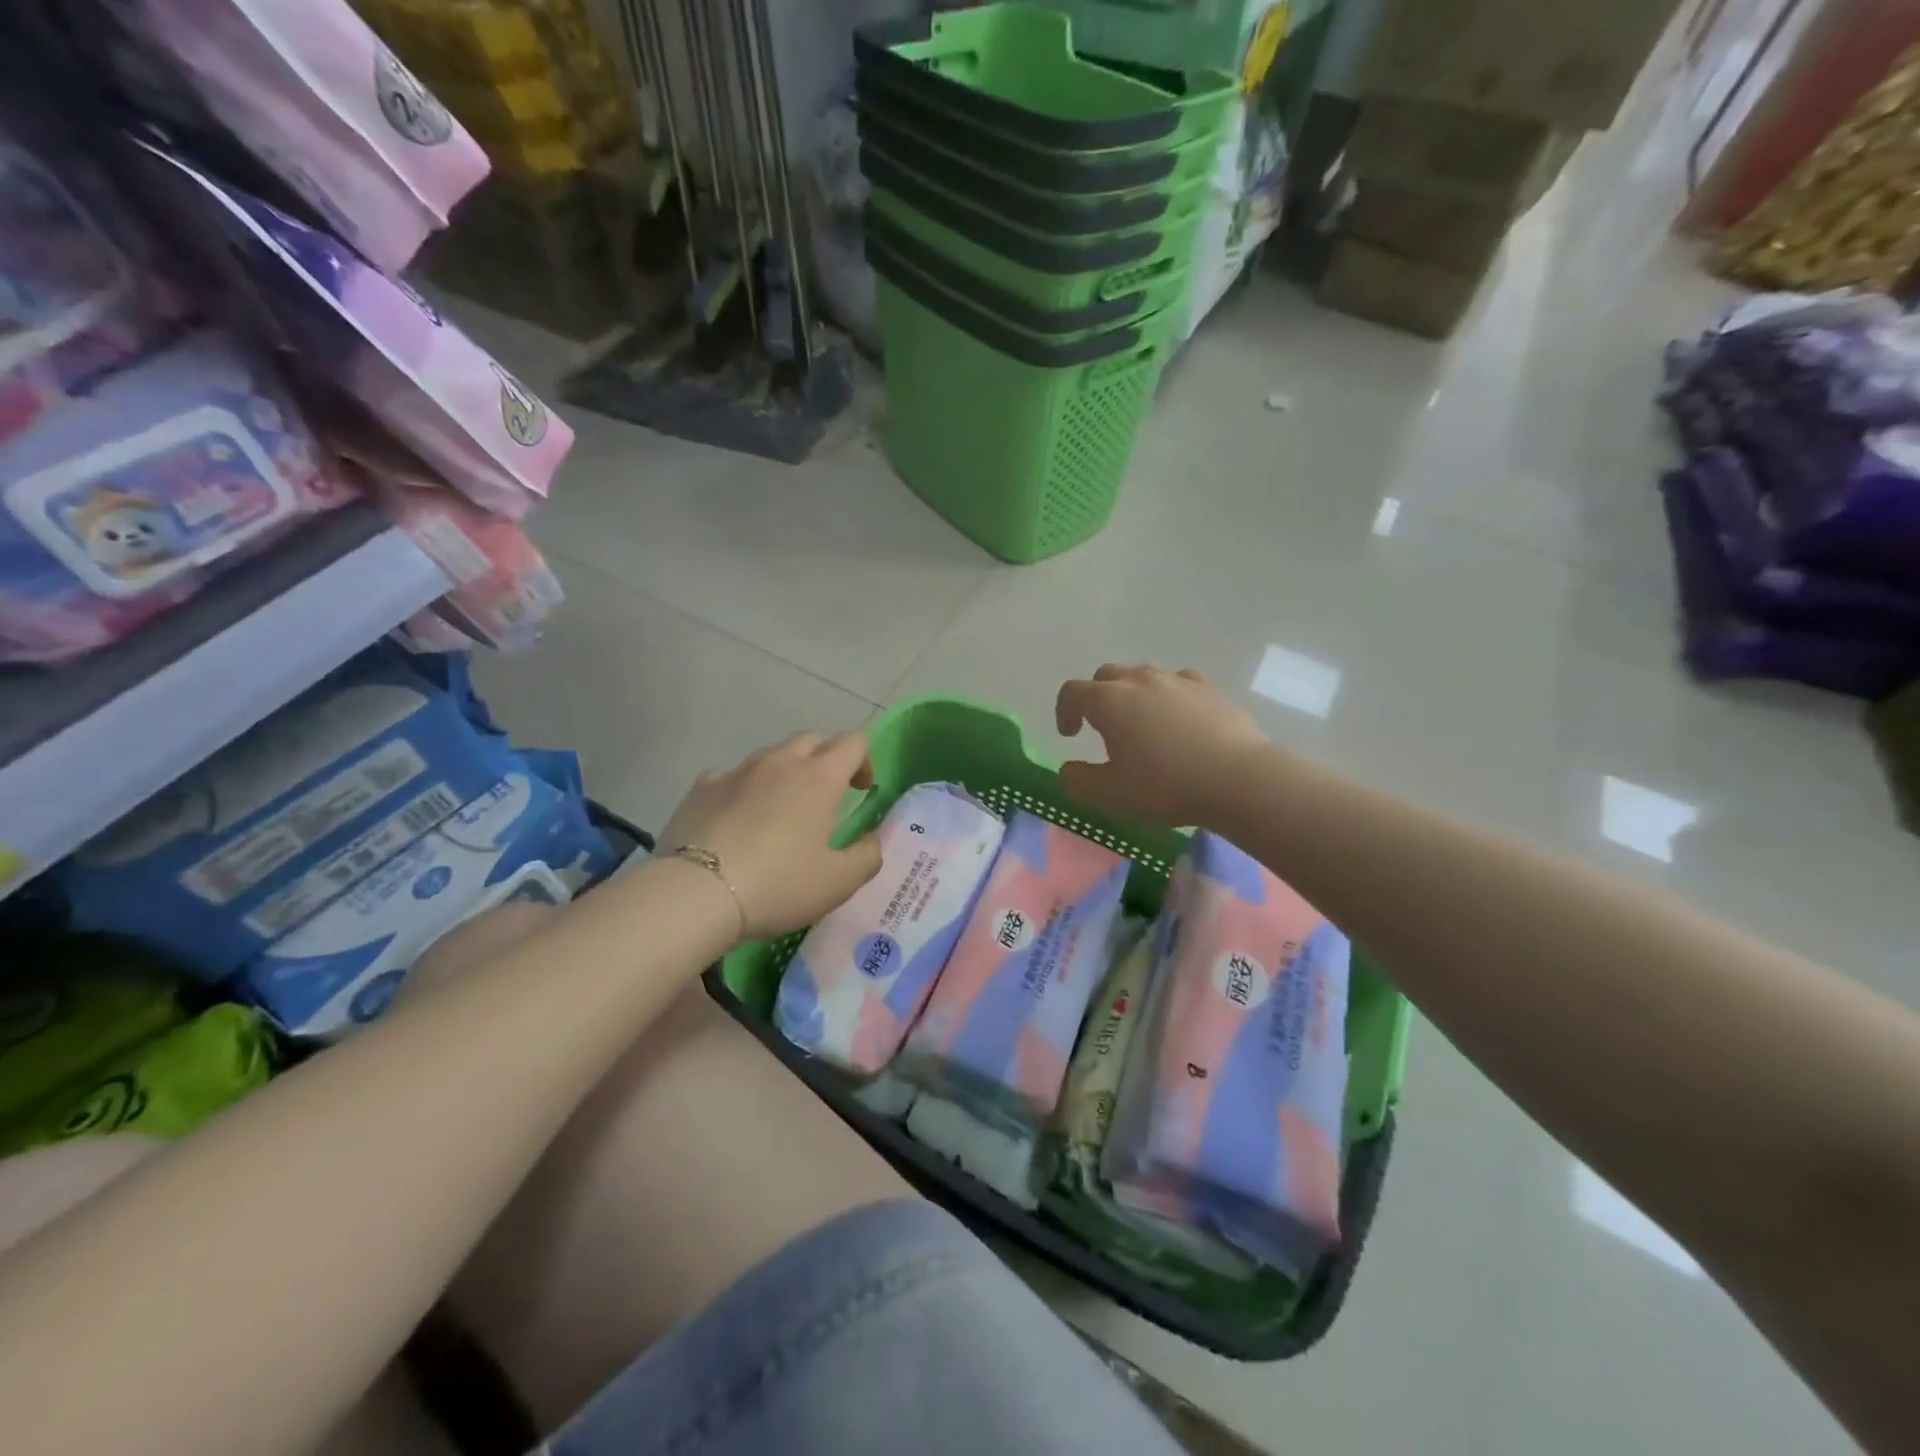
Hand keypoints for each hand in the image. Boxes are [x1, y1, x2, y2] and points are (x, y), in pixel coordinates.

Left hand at [658, 730, 881, 940]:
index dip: (864, 760)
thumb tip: (872, 841)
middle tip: (824, 798)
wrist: (696, 893)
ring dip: (783, 773)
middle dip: (824, 760)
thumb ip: (867, 857)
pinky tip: (736, 820)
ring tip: (778, 812)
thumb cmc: (778, 884)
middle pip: (811, 740)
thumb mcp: (839, 882)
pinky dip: (742, 790)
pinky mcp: (701, 788)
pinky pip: (730, 776)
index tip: (860, 791)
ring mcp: (737, 771)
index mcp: (819, 778)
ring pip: (770, 756)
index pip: (853, 742)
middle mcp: (780, 762)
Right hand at [1055, 665, 1269, 827]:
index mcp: (1109, 701)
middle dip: (1096, 697)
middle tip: (1101, 727)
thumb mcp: (1111, 795)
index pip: (1072, 692)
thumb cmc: (1166, 785)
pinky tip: (1179, 720)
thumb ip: (1079, 781)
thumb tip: (1069, 768)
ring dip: (1133, 695)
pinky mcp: (1210, 688)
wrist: (1239, 778)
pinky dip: (1169, 696)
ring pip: (1143, 676)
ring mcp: (1178, 679)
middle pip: (1106, 675)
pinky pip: (1178, 683)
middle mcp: (1140, 680)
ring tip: (1142, 724)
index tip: (1070, 735)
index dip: (1063, 711)